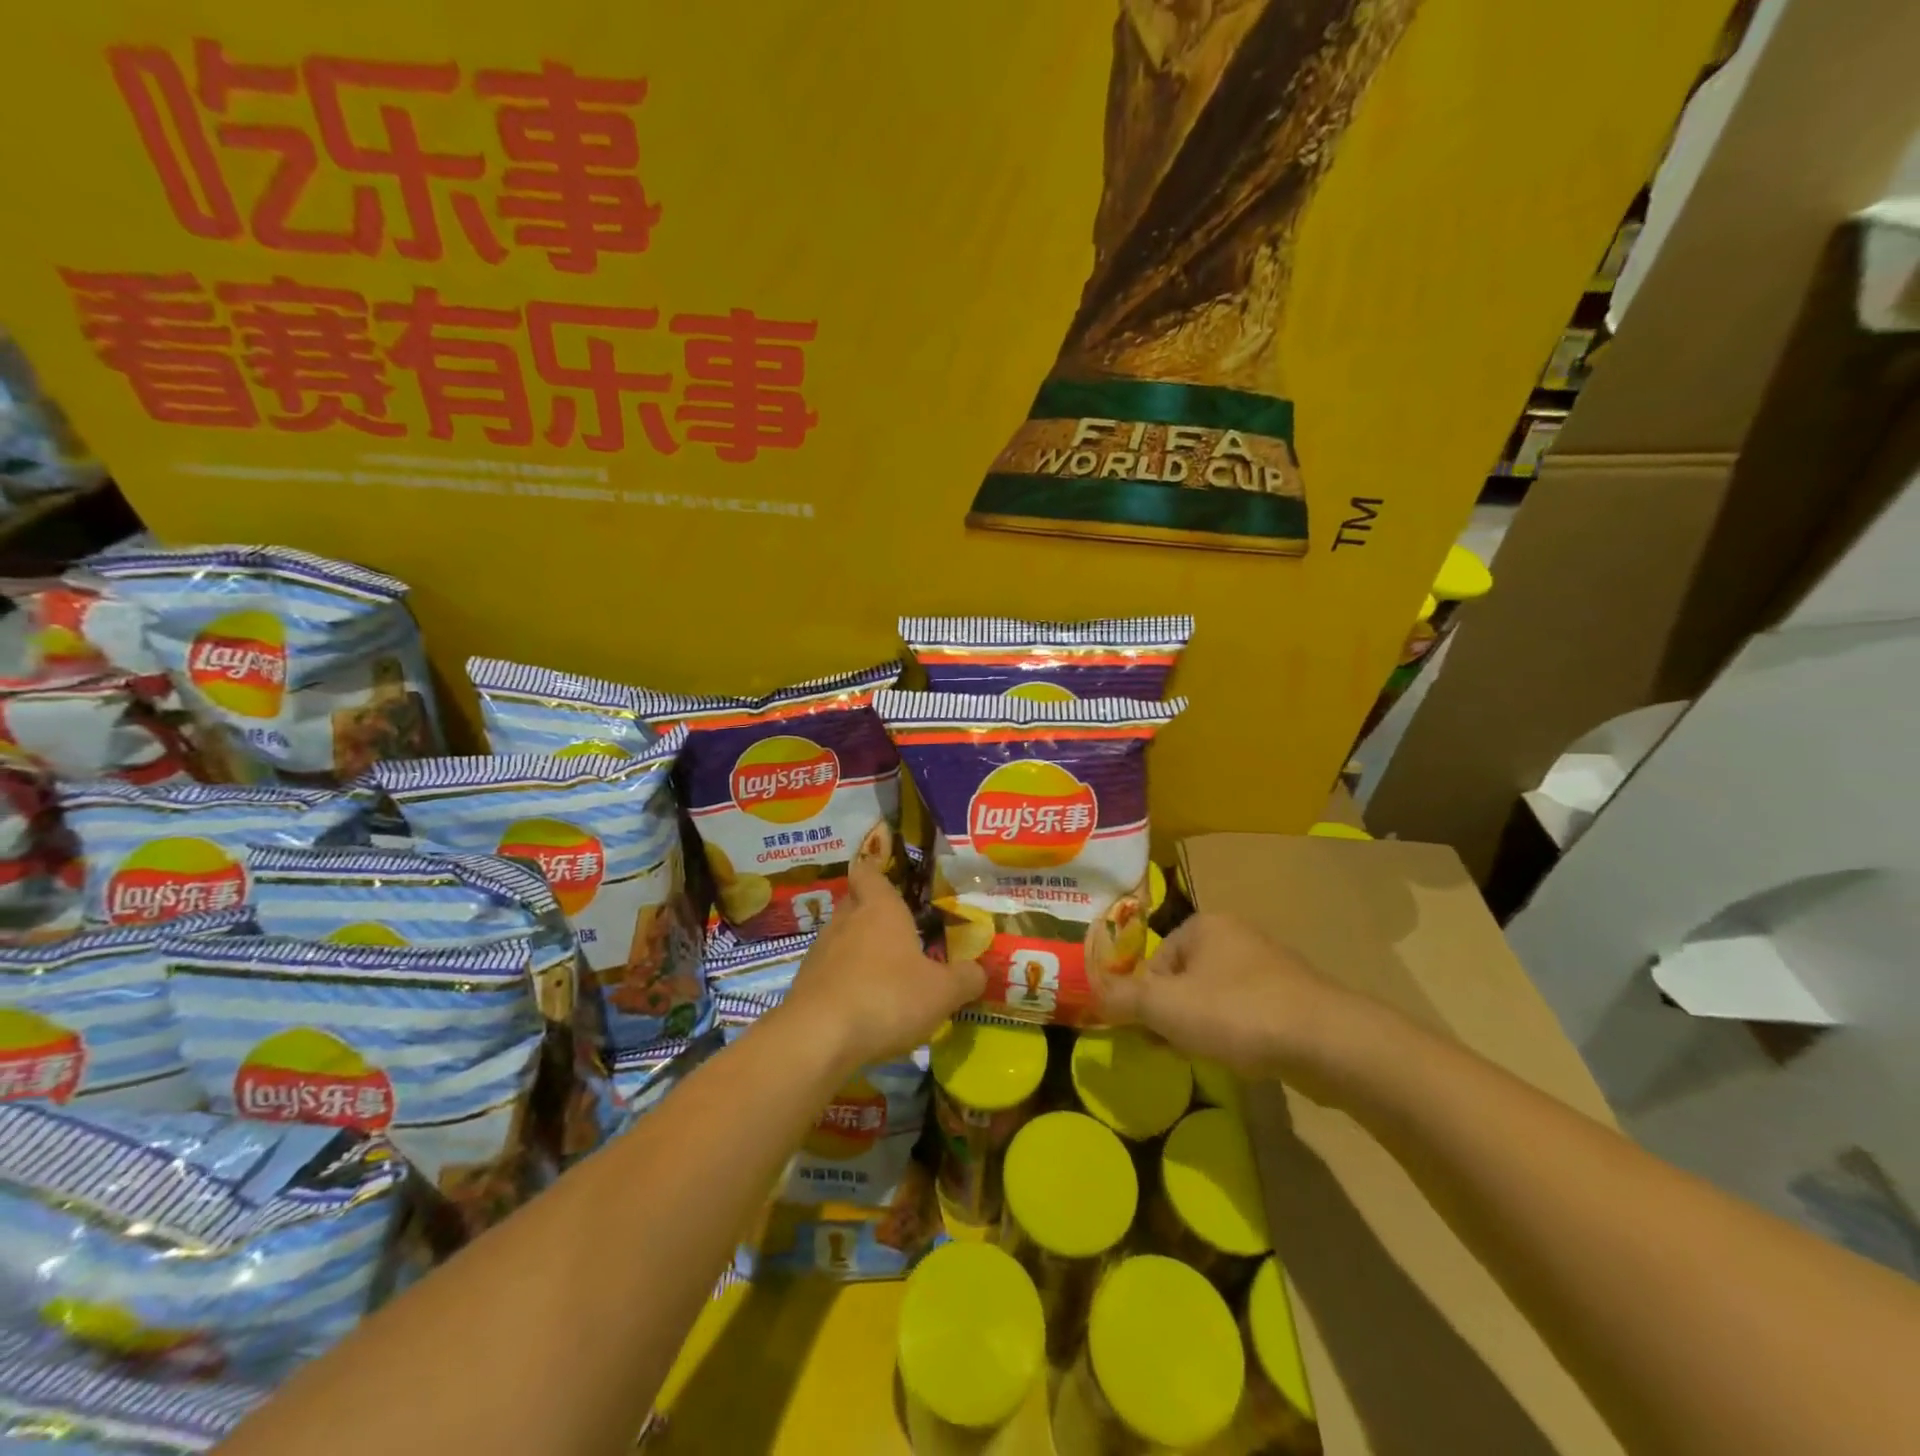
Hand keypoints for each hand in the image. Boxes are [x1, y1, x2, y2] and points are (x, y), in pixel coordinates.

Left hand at [775, 860, 985, 1074]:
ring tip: (883, 972)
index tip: (886, 876)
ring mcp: (820, 951)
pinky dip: (843, 980)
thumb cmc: (887, 998)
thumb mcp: (942, 993)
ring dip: (858, 949)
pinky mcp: (804, 984)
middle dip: (872, 912)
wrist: (818, 1038)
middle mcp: (846, 920)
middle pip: (854, 902)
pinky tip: (861, 1004)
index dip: (875, 870)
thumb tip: (979, 971)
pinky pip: (829, 971)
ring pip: (840, 938)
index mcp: (879, 908)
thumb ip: (965, 979)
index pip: (868, 872)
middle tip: (898, 930)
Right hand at [1092, 912, 1363, 1100]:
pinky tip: (1243, 1057)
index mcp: (1204, 925)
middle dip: (1174, 1014)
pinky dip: (1238, 1032)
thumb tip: (1089, 990)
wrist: (1328, 1042)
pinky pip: (1248, 1012)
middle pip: (1185, 978)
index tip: (1150, 1033)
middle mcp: (1237, 935)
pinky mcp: (1294, 997)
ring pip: (1216, 996)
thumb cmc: (1236, 1013)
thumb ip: (1122, 998)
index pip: (1156, 961)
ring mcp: (1270, 965)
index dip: (1147, 1000)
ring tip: (1208, 1056)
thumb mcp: (1165, 1007)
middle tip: (1173, 1048)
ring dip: (1204, 1025)